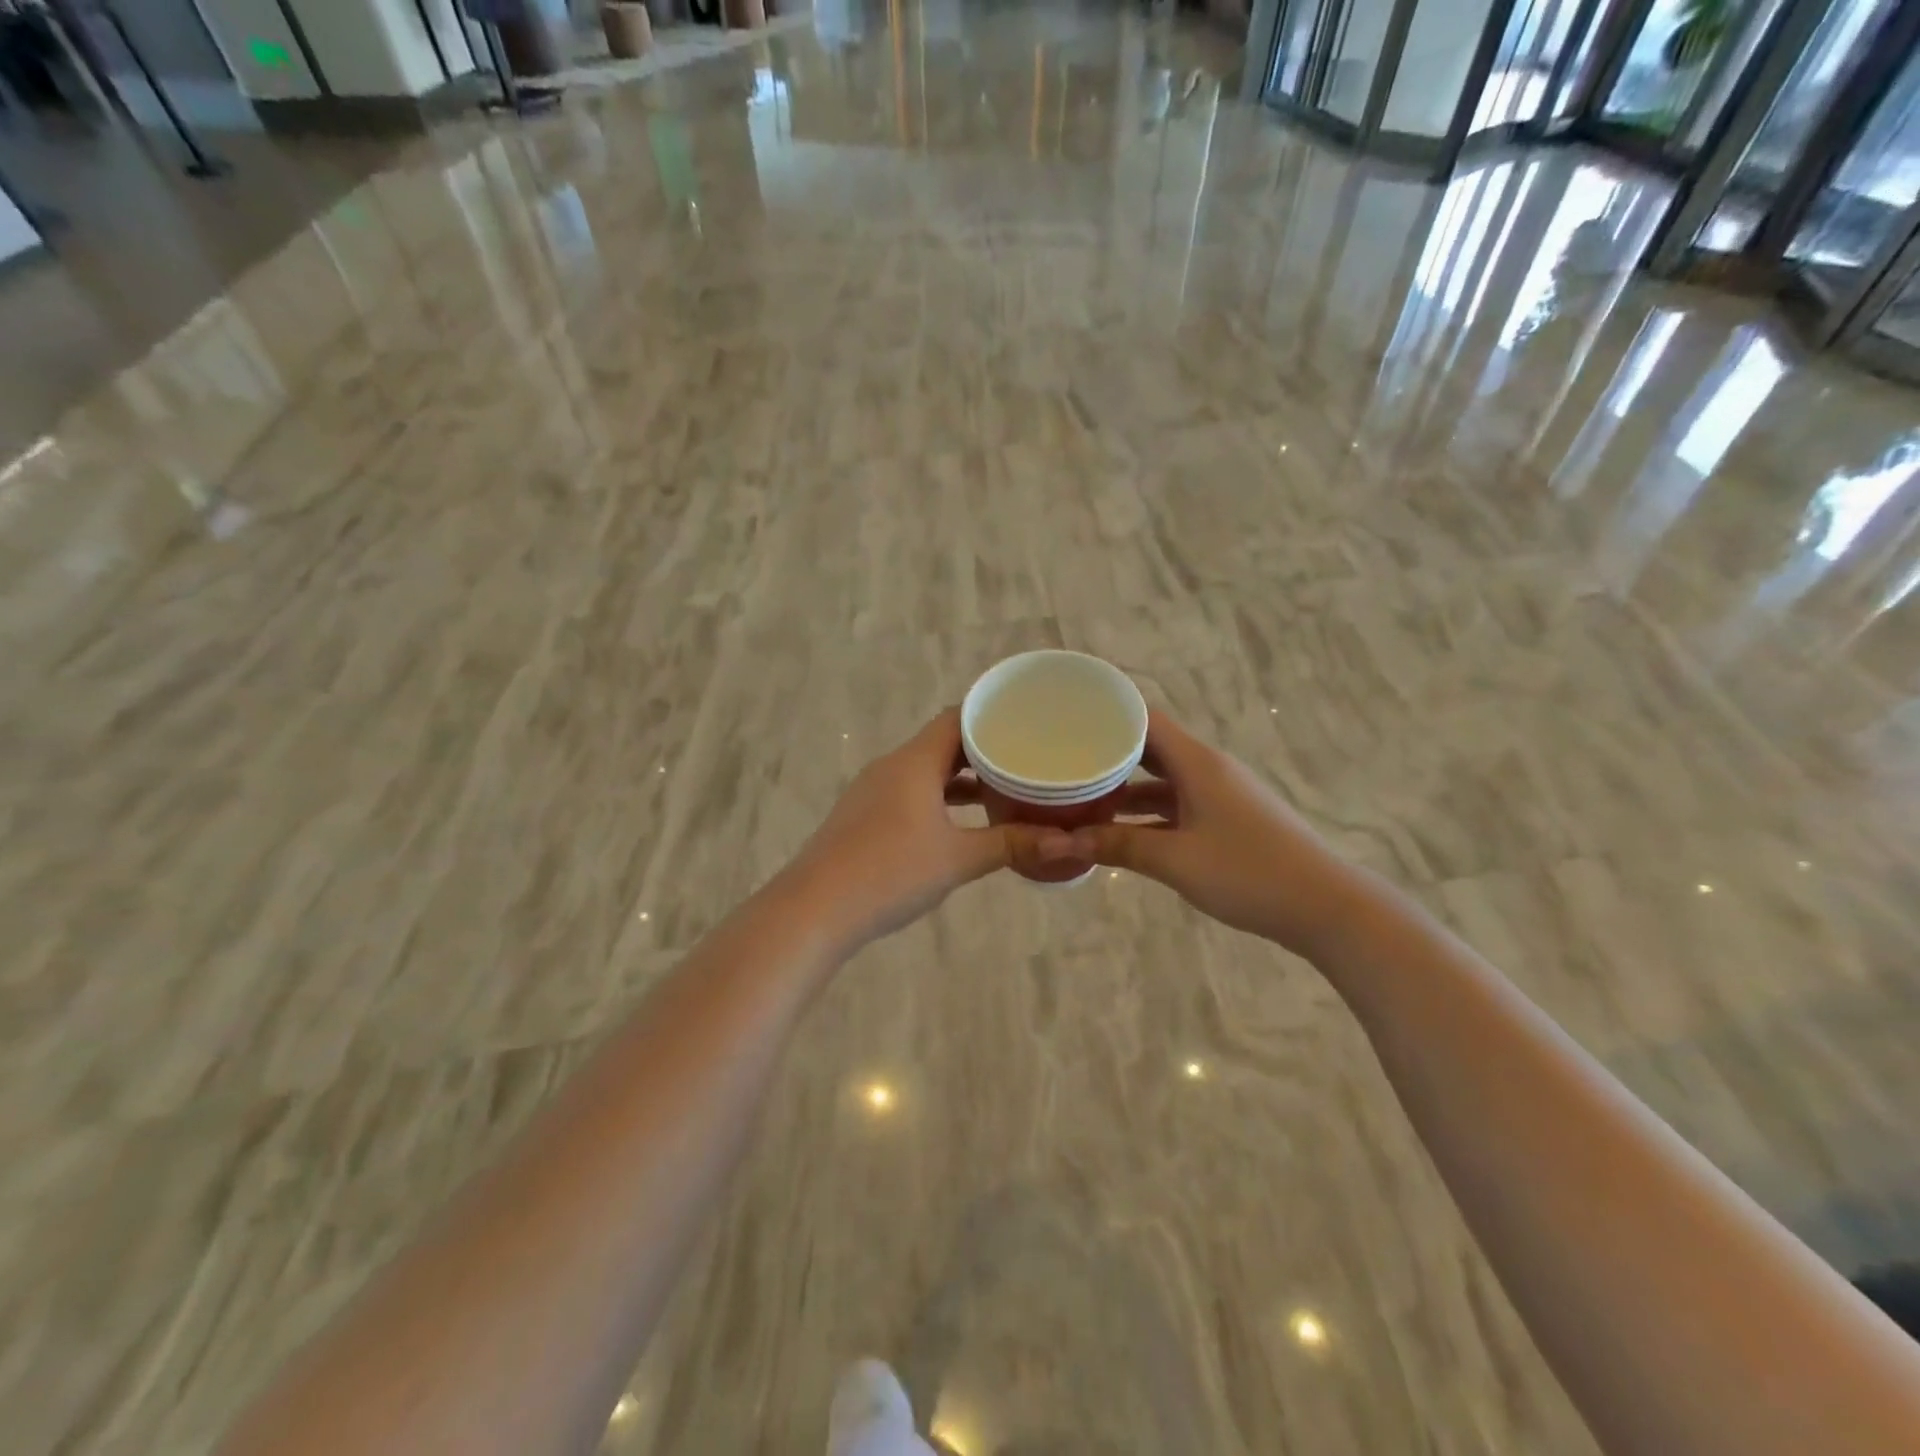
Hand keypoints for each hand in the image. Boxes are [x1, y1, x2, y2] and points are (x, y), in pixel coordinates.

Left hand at [788, 710, 1079, 949]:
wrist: (815, 909)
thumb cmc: (890, 872)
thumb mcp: (958, 859)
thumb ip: (1011, 845)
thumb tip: (1067, 842)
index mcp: (914, 762)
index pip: (957, 718)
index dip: (992, 715)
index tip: (1027, 720)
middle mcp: (892, 767)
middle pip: (943, 743)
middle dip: (983, 749)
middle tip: (1026, 756)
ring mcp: (874, 792)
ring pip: (926, 771)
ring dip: (961, 778)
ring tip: (1003, 787)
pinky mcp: (864, 817)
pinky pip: (911, 793)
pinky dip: (940, 798)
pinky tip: (961, 823)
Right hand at [1065, 712, 1364, 957]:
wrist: (1323, 906)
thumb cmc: (1247, 872)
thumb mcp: (1176, 860)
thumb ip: (1119, 845)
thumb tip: (1065, 841)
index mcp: (1197, 764)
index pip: (1146, 719)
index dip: (1109, 713)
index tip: (1068, 716)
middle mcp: (1207, 770)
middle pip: (1151, 748)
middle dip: (1109, 752)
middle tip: (1066, 757)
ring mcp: (1219, 795)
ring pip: (1163, 780)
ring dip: (1126, 787)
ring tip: (1081, 794)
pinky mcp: (1227, 820)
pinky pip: (1177, 805)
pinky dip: (1147, 812)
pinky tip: (1120, 830)